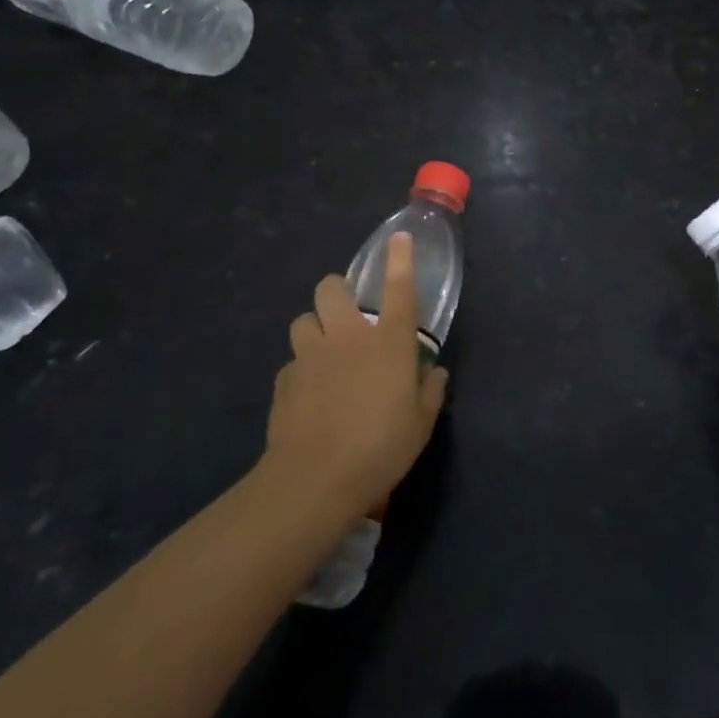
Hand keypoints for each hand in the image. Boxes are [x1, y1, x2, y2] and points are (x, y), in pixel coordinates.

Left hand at [263, 233, 448, 526]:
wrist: (315, 479)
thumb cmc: (381, 448)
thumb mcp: (421, 424)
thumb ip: (429, 391)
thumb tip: (433, 372)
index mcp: (388, 342)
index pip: (399, 289)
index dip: (400, 259)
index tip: (398, 238)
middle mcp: (348, 336)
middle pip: (331, 289)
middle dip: (337, 291)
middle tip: (347, 313)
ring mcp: (311, 355)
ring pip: (303, 320)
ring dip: (315, 329)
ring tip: (324, 352)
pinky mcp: (284, 379)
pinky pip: (292, 361)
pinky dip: (302, 368)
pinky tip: (309, 393)